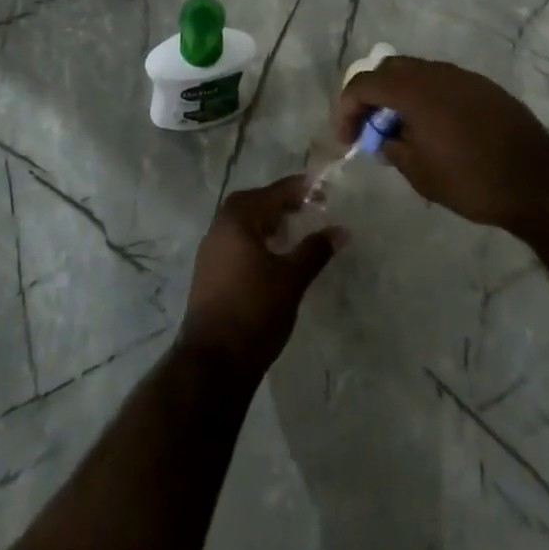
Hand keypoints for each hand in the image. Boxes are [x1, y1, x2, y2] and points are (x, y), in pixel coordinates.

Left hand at [178, 175, 342, 376]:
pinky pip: (235, 242)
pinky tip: (272, 256)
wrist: (213, 362)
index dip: (298, 189)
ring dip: (266, 221)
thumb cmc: (255, 311)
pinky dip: (255, 239)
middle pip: (252, 203)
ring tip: (292, 230)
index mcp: (237, 220)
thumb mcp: (291, 279)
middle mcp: (219, 228)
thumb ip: (315, 250)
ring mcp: (210, 251)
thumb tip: (340, 230)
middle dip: (279, 202)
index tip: (321, 186)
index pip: (272, 193)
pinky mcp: (208, 273)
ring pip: (241, 224)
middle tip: (306, 206)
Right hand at [335, 56, 548, 231]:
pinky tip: (433, 128)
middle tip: (370, 129)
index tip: (348, 140)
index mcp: (413, 90)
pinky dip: (425, 98)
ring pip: (415, 72)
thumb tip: (385, 137)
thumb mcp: (419, 172)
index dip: (346, 109)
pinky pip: (440, 82)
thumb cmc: (471, 180)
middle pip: (388, 69)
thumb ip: (392, 147)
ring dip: (399, 96)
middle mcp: (435, 72)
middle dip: (371, 96)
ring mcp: (461, 76)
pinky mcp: (482, 86)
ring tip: (401, 131)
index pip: (363, 84)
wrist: (539, 182)